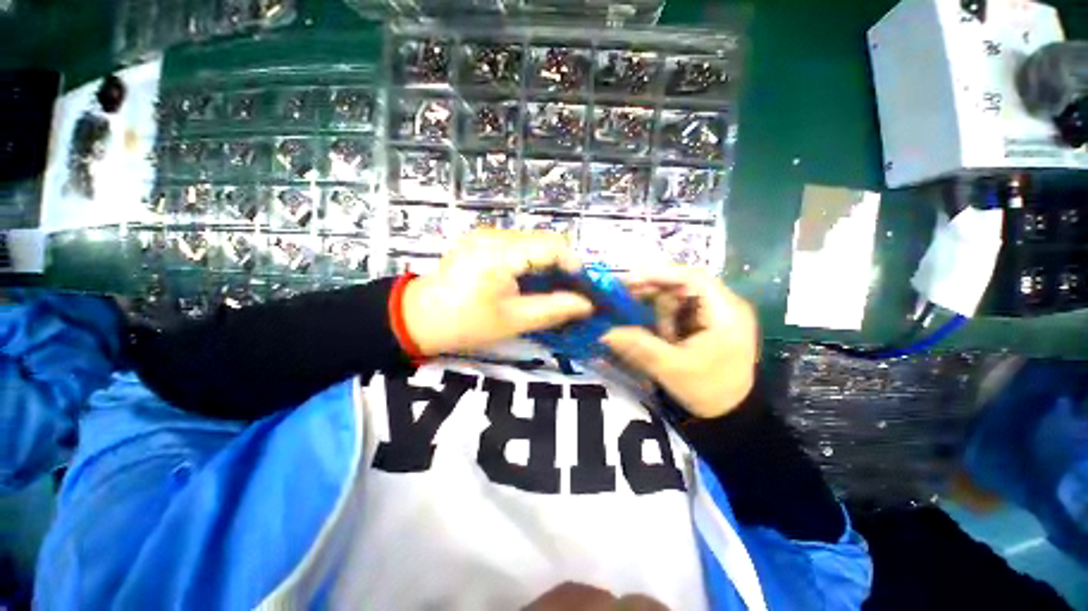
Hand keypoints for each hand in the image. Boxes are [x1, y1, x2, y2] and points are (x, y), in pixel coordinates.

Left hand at [401, 230, 593, 355]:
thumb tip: (587, 304)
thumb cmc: (464, 324)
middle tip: (569, 293)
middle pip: (544, 241)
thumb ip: (554, 309)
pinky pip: (518, 246)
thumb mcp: (514, 321)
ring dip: (547, 264)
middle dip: (562, 266)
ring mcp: (486, 234)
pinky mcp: (481, 240)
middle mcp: (495, 234)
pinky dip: (531, 262)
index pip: (553, 245)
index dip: (575, 265)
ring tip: (551, 289)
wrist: (416, 318)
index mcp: (501, 252)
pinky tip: (530, 282)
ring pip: (533, 243)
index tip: (584, 289)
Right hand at [602, 267, 757, 418]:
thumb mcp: (671, 368)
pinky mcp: (708, 323)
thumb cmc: (708, 390)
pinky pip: (680, 310)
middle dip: (654, 294)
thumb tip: (605, 332)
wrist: (732, 415)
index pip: (691, 277)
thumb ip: (639, 346)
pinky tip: (660, 334)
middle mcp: (724, 305)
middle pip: (683, 285)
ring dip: (659, 311)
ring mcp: (717, 314)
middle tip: (625, 301)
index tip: (629, 281)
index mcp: (725, 311)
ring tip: (655, 333)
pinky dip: (664, 318)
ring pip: (679, 298)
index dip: (659, 274)